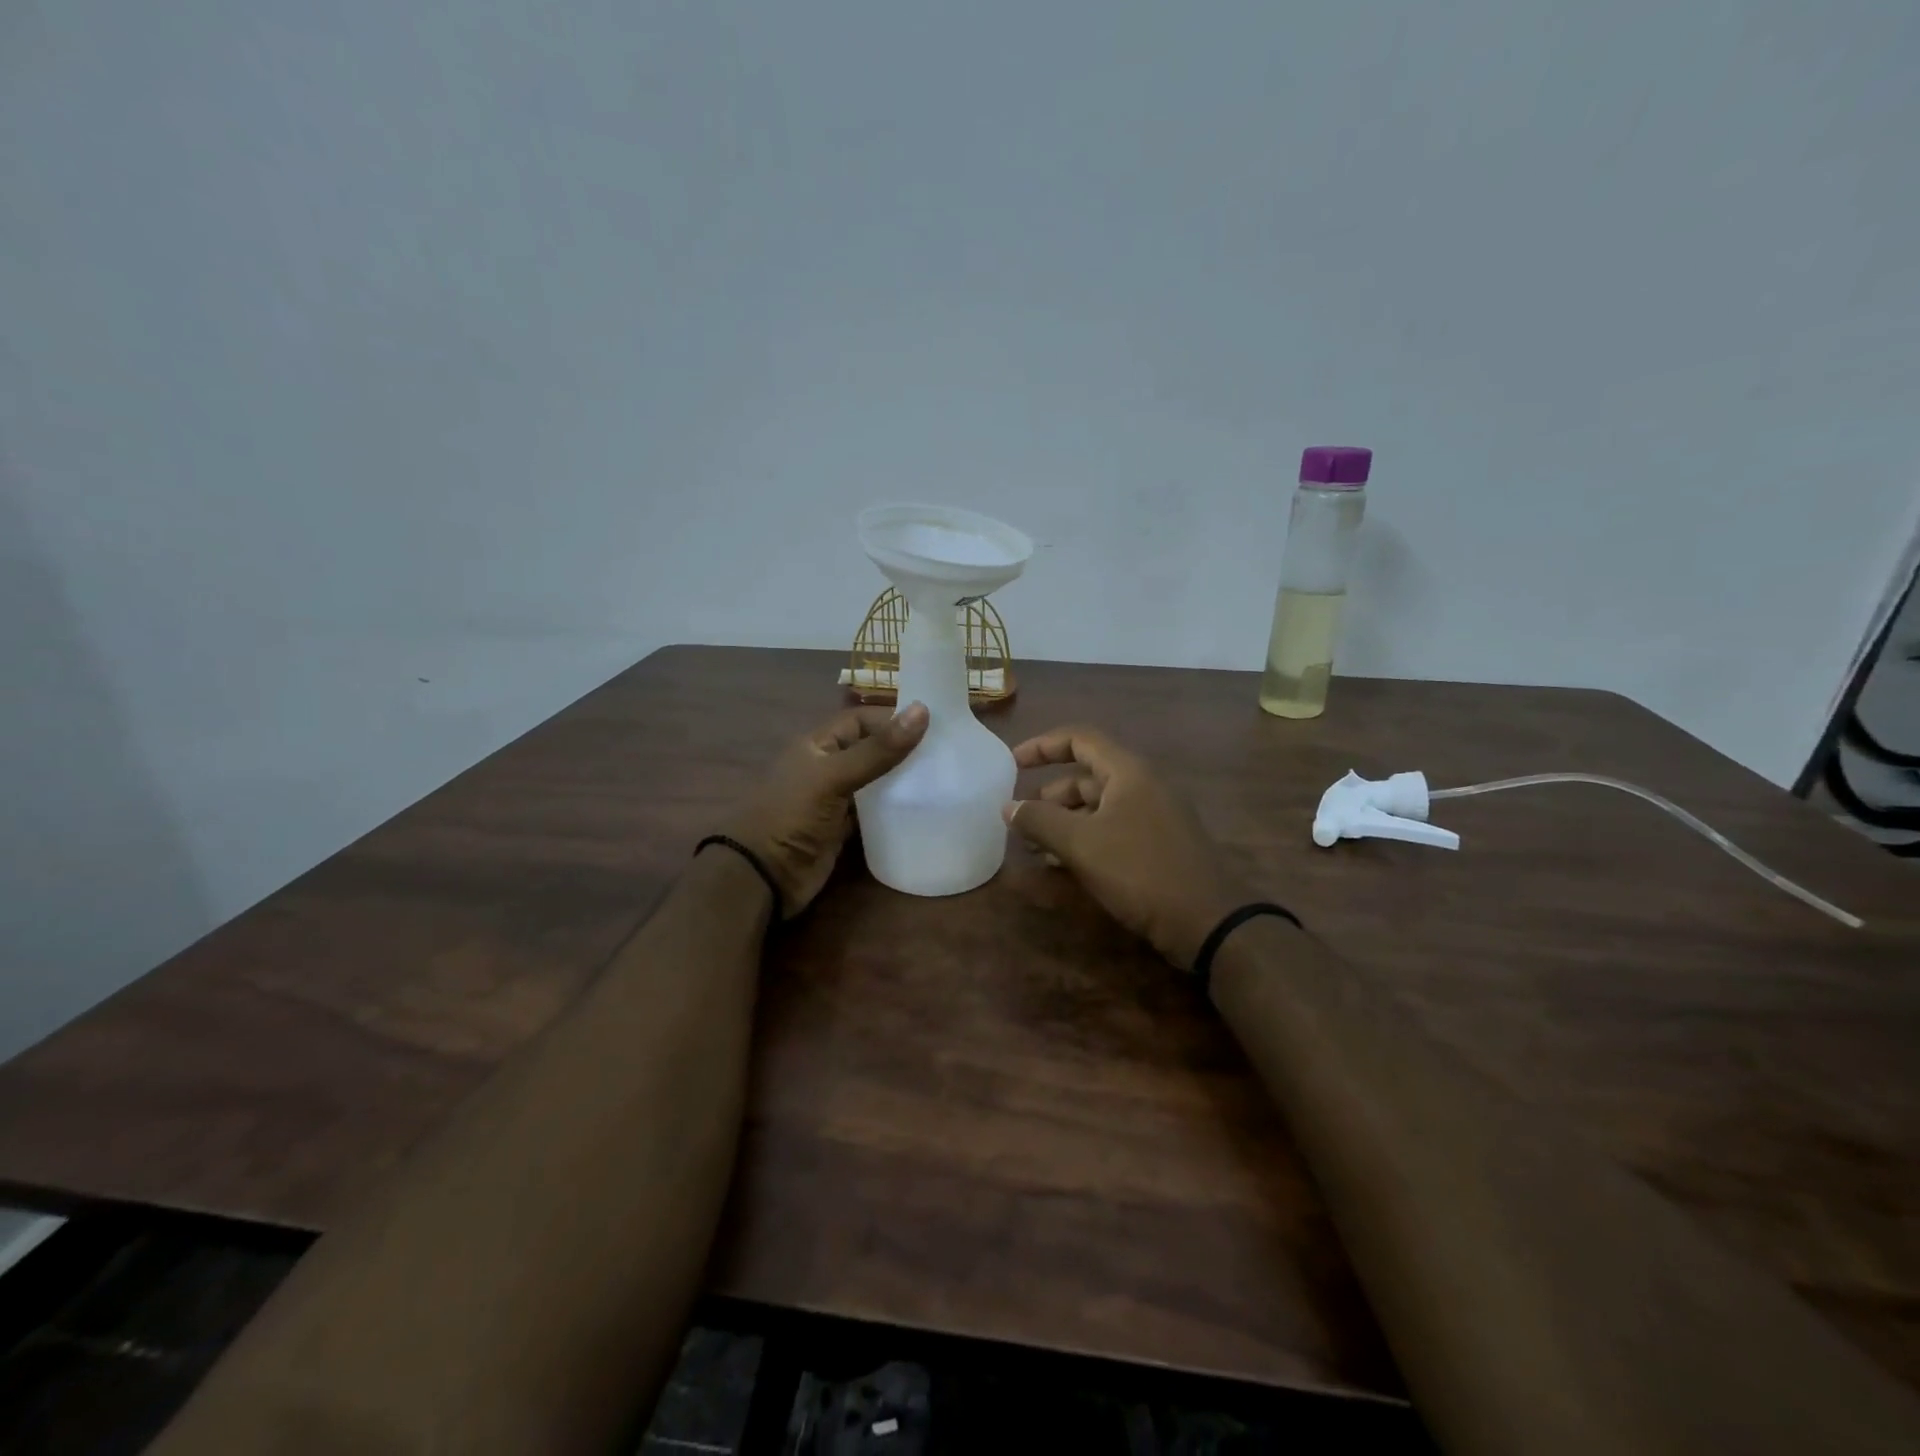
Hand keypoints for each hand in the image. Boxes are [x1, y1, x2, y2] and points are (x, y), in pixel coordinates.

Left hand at [723, 703, 928, 914]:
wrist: (763, 876)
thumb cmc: (792, 815)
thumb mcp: (834, 777)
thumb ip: (877, 750)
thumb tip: (923, 710)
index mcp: (818, 745)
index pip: (860, 720)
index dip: (891, 719)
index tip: (933, 726)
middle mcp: (827, 767)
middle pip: (870, 749)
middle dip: (901, 749)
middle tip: (945, 753)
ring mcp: (834, 800)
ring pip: (874, 781)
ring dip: (900, 780)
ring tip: (941, 778)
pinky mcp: (842, 829)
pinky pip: (873, 812)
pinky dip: (892, 809)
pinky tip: (919, 809)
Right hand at [1003, 725, 1246, 971]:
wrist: (1208, 922)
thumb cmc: (1140, 871)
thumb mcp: (1081, 844)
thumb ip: (1040, 821)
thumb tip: (1008, 807)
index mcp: (1128, 772)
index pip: (1079, 739)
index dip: (1042, 745)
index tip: (1011, 763)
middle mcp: (1143, 786)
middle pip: (1086, 776)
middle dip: (1049, 795)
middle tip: (1020, 818)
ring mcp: (1154, 816)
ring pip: (1098, 807)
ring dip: (1064, 821)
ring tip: (1034, 847)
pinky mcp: (1158, 846)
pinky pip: (1112, 830)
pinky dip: (1084, 839)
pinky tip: (1063, 864)